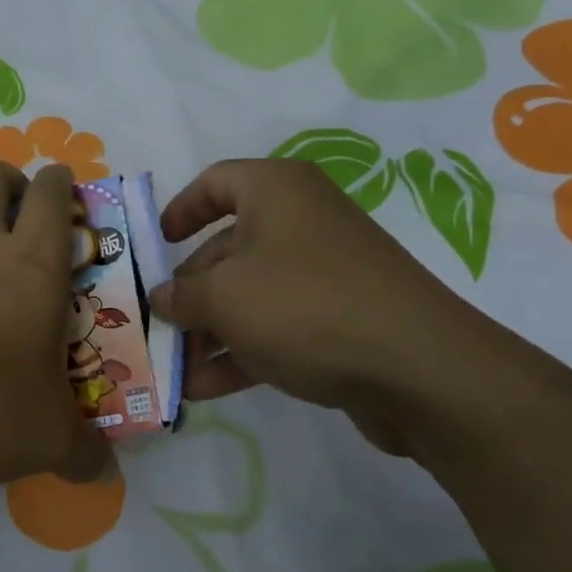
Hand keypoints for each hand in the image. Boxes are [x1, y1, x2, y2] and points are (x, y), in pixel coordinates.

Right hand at [150, 159, 517, 457]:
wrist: (417, 367)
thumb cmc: (304, 305)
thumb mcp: (225, 297)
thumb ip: (182, 295)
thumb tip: (164, 297)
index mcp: (276, 191)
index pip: (215, 182)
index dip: (179, 210)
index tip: (154, 245)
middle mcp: (301, 221)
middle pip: (227, 247)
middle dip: (189, 291)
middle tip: (156, 326)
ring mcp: (324, 272)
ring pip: (251, 293)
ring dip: (210, 330)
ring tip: (174, 369)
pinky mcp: (340, 318)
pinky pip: (278, 326)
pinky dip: (242, 352)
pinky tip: (205, 389)